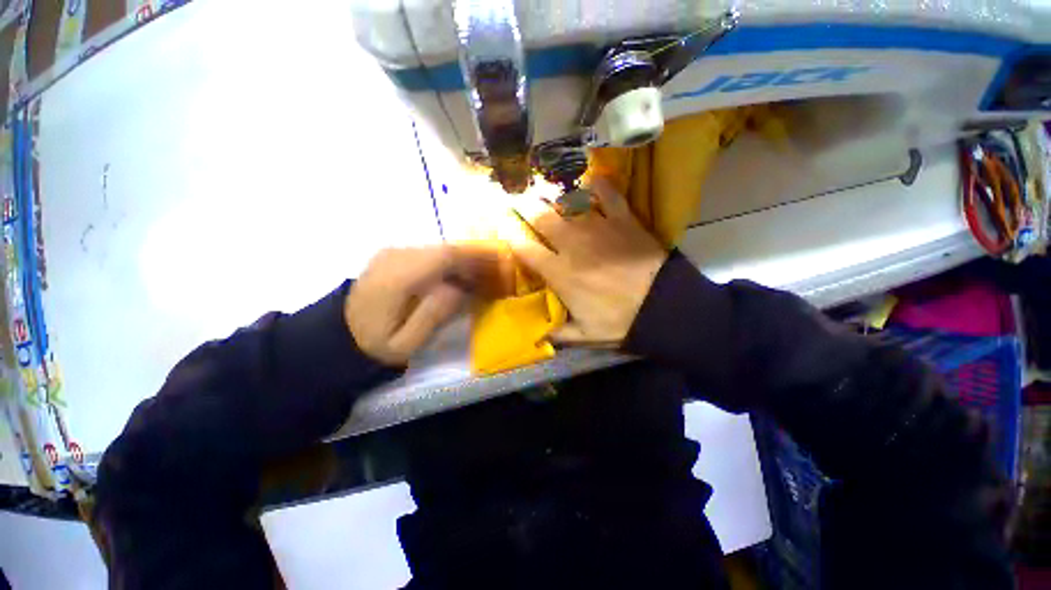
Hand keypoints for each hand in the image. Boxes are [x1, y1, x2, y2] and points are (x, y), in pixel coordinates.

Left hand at [346, 244, 506, 364]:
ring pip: (439, 249)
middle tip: (497, 272)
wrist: (336, 335)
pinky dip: (450, 262)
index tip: (500, 264)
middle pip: (445, 249)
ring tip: (483, 276)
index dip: (476, 257)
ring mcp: (393, 253)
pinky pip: (430, 254)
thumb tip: (459, 288)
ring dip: (464, 260)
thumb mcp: (405, 343)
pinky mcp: (394, 256)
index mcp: (398, 278)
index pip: (445, 256)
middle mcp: (395, 256)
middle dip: (475, 258)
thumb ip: (434, 314)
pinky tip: (460, 276)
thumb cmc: (373, 344)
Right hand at [506, 178, 667, 345]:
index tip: (503, 226)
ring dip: (554, 193)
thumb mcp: (586, 336)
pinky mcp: (623, 220)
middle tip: (517, 195)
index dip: (510, 236)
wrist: (663, 306)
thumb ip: (560, 334)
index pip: (526, 250)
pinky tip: (592, 180)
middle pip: (542, 218)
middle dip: (525, 205)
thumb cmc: (620, 321)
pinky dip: (600, 185)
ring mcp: (598, 228)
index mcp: (560, 273)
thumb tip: (539, 338)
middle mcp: (573, 245)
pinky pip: (609, 194)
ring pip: (569, 202)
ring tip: (545, 186)